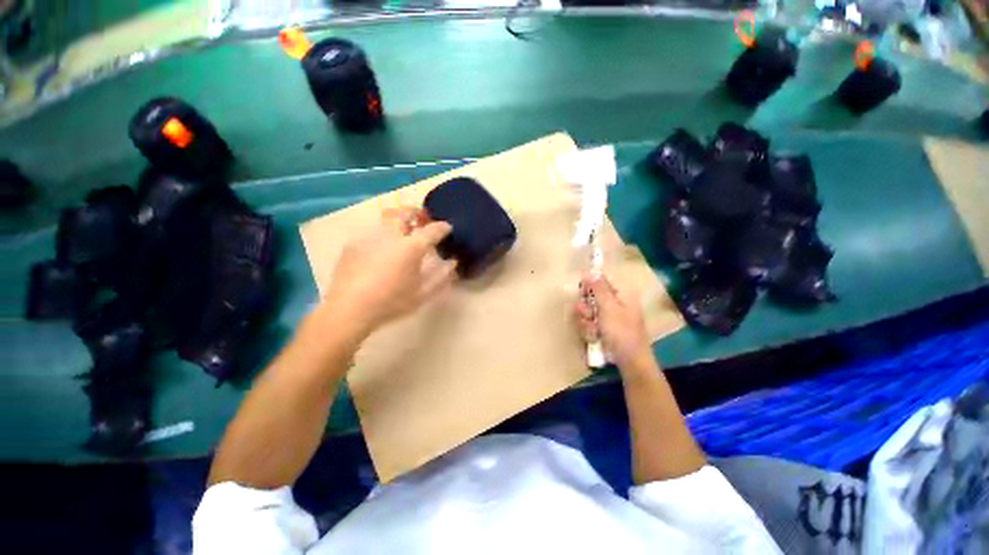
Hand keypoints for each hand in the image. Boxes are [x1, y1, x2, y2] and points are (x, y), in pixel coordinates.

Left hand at [325, 207, 456, 334]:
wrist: (350, 309)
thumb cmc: (391, 302)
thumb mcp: (423, 294)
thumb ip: (441, 277)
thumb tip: (453, 263)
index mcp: (412, 247)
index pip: (432, 230)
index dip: (443, 227)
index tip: (447, 227)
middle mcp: (392, 236)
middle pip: (405, 213)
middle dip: (416, 212)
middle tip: (422, 218)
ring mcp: (371, 237)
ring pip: (387, 217)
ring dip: (399, 219)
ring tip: (403, 229)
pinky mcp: (354, 243)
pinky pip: (372, 231)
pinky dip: (383, 234)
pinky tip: (382, 248)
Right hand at [574, 274, 653, 370]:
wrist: (629, 361)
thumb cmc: (621, 332)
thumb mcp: (608, 308)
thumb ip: (598, 289)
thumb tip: (591, 271)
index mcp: (621, 294)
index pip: (601, 281)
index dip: (589, 285)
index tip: (582, 293)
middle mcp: (615, 303)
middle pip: (591, 297)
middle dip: (586, 308)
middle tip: (587, 315)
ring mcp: (609, 317)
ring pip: (588, 312)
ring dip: (586, 322)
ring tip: (592, 331)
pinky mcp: (604, 329)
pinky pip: (590, 323)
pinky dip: (589, 330)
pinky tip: (593, 337)